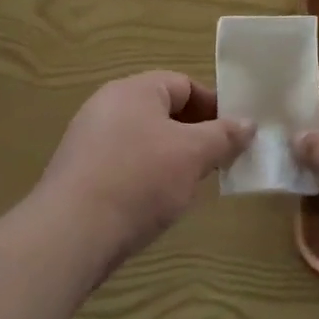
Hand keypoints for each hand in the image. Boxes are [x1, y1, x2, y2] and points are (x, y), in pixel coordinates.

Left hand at [35, 71, 253, 270]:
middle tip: (216, 162)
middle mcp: (108, 105)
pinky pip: (123, 162)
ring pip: (144, 139)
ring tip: (188, 186)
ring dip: (171, 157)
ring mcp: (88, 139)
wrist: (70, 233)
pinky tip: (153, 203)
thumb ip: (224, 136)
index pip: (184, 84)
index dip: (214, 106)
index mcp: (135, 89)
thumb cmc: (139, 180)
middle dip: (194, 135)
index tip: (234, 135)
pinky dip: (144, 175)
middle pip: (163, 111)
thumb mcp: (193, 155)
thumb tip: (248, 123)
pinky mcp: (78, 172)